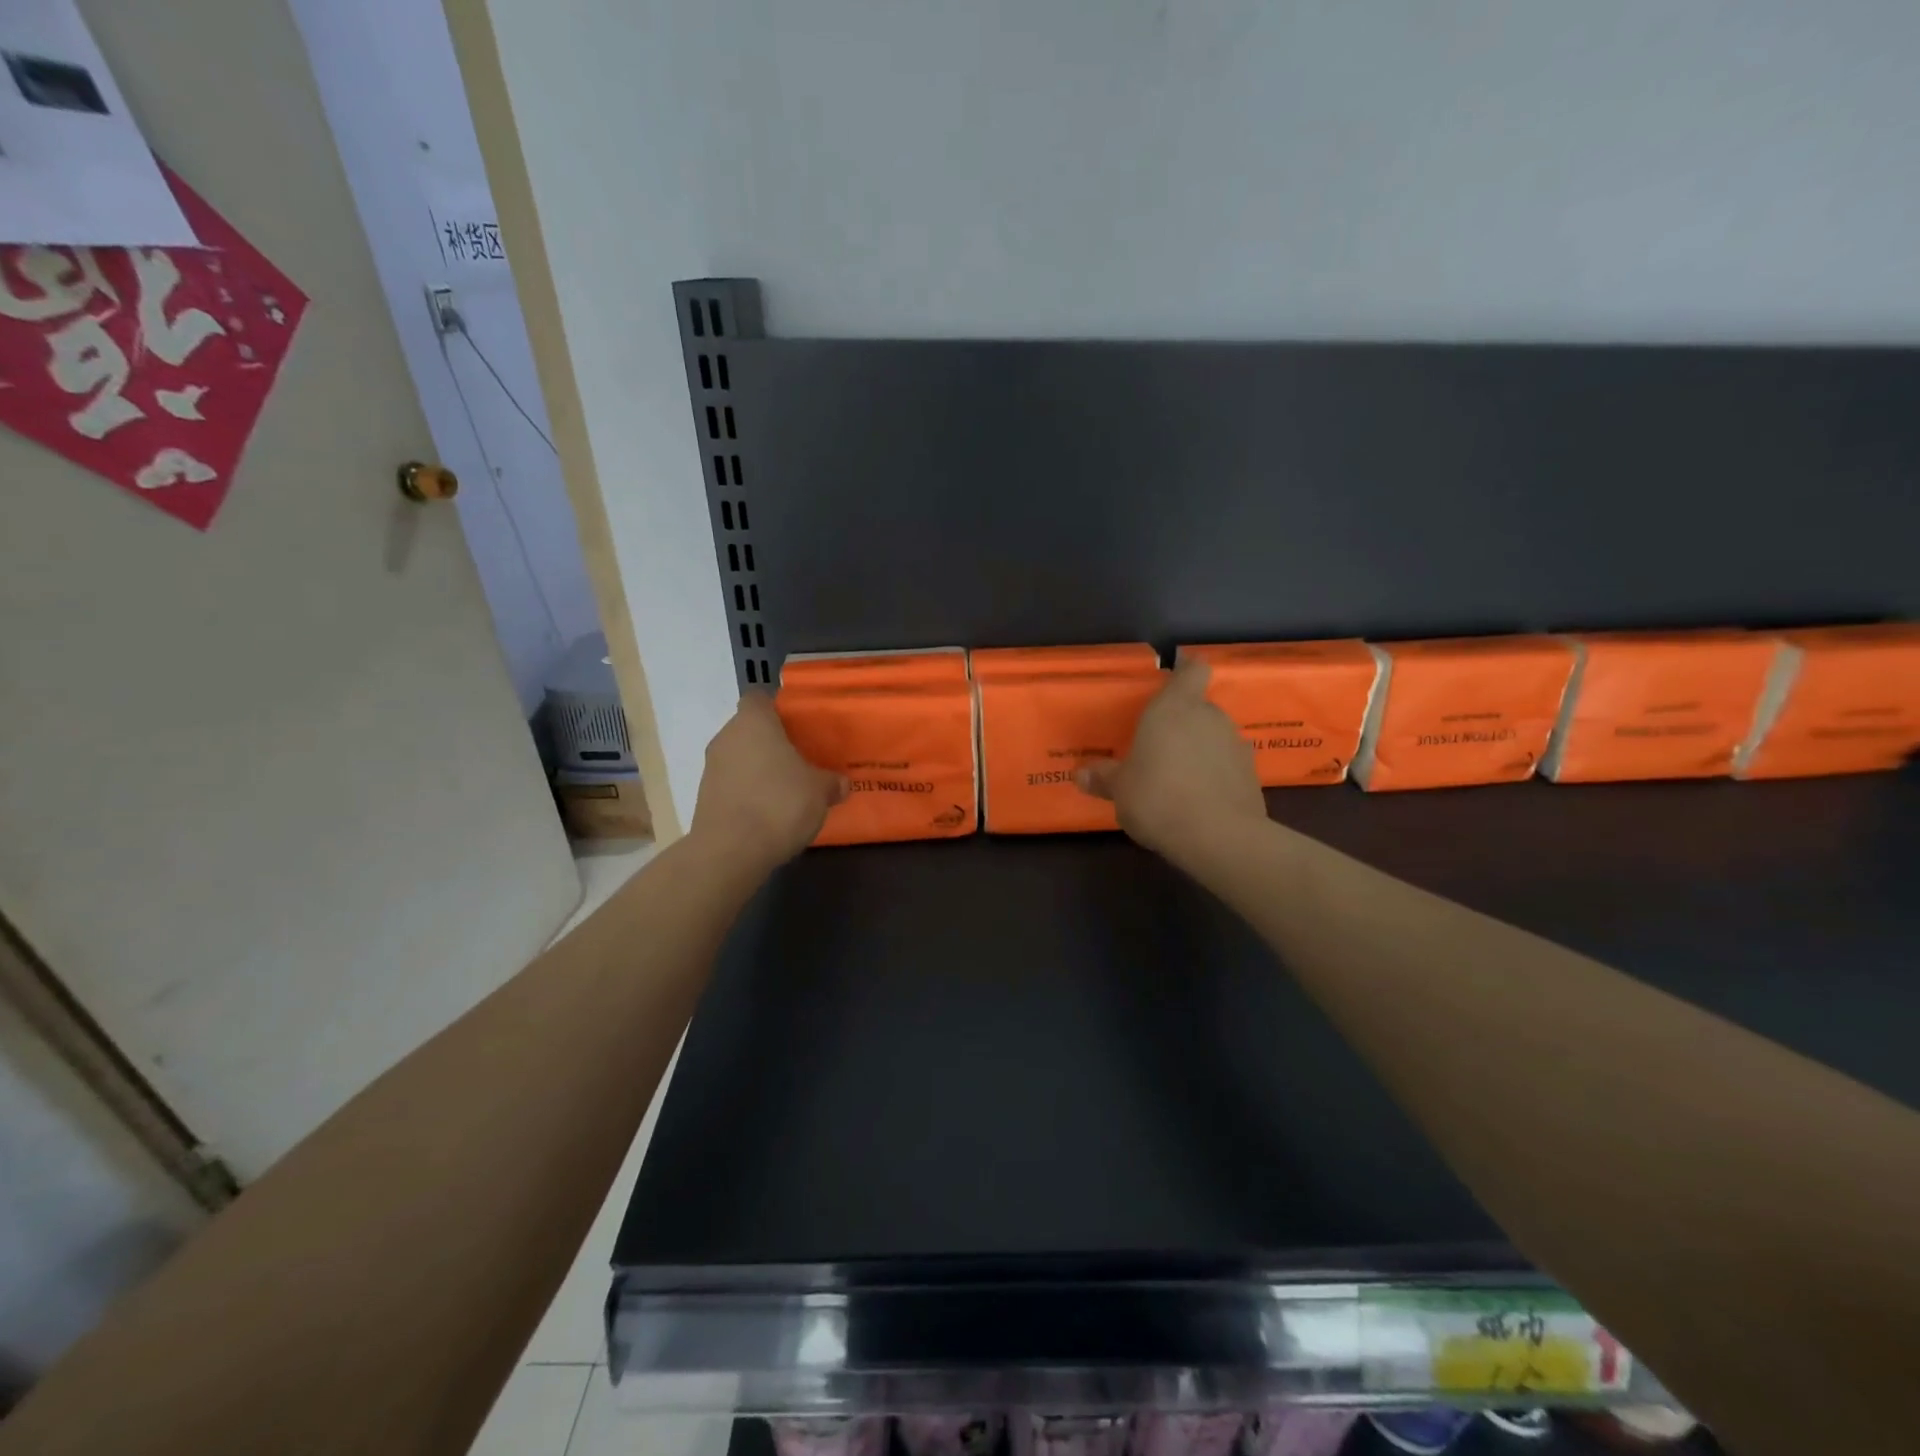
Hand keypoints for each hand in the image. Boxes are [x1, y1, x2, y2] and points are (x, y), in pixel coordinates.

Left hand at [691, 693, 846, 870]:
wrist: (731, 851)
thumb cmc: (780, 803)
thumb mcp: (820, 791)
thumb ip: (831, 782)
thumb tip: (840, 783)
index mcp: (754, 722)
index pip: (760, 698)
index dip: (778, 709)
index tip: (798, 726)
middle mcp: (727, 737)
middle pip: (749, 729)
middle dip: (771, 742)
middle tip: (799, 760)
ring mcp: (711, 768)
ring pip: (739, 757)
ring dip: (759, 769)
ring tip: (786, 790)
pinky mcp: (704, 797)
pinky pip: (732, 784)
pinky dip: (747, 792)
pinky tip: (768, 812)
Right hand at [1075, 659, 1267, 871]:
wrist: (1218, 837)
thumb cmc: (1157, 797)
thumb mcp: (1120, 789)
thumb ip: (1103, 777)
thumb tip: (1082, 774)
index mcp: (1174, 708)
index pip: (1192, 669)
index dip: (1186, 670)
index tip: (1174, 677)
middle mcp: (1209, 717)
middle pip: (1199, 707)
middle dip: (1182, 722)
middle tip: (1158, 746)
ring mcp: (1235, 745)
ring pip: (1214, 737)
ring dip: (1199, 750)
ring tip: (1177, 778)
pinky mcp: (1252, 775)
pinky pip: (1227, 765)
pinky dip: (1214, 775)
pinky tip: (1198, 799)